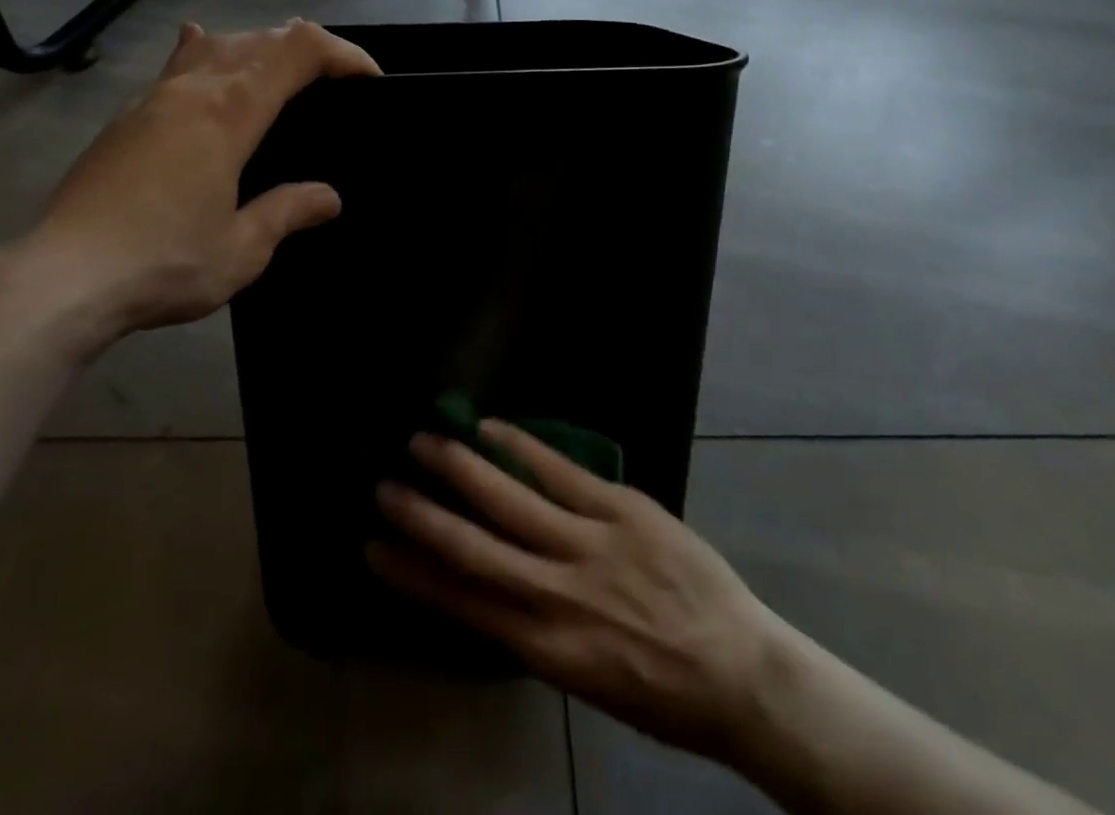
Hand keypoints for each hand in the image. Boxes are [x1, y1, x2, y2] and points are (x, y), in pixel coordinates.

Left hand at [1, 19, 379, 359]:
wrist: (61, 278)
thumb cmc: (162, 263)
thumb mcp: (242, 249)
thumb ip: (288, 212)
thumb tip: (329, 197)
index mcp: (229, 112)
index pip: (299, 50)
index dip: (342, 53)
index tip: (370, 80)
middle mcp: (194, 89)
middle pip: (262, 38)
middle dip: (309, 48)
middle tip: (336, 82)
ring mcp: (154, 97)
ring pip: (217, 43)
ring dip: (260, 46)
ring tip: (281, 69)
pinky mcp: (127, 117)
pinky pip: (177, 64)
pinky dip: (206, 51)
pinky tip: (201, 47)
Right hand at [369, 424, 779, 765]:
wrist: (741, 672)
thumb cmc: (659, 690)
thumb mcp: (584, 677)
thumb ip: (533, 628)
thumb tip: (488, 585)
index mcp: (545, 647)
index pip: (461, 603)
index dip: (412, 573)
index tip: (373, 546)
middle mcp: (557, 594)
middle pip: (475, 546)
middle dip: (423, 514)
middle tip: (382, 484)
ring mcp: (591, 544)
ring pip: (510, 499)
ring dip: (461, 467)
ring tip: (423, 441)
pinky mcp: (622, 509)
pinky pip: (560, 471)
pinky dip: (521, 446)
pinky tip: (490, 426)